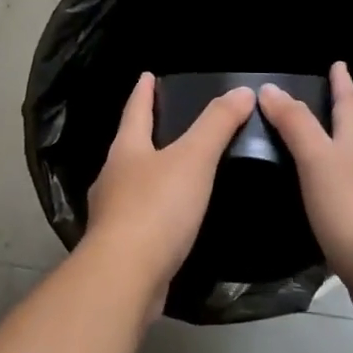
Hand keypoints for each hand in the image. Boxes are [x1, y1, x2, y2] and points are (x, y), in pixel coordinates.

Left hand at [82, 73, 255, 307]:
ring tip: (172, 172)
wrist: (124, 276)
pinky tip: (169, 221)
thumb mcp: (194, 159)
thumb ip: (217, 125)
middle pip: (128, 147)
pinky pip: (139, 218)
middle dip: (144, 134)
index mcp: (126, 150)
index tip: (146, 76)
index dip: (143, 93)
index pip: (135, 111)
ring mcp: (111, 214)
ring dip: (148, 175)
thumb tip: (241, 91)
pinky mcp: (119, 246)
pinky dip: (153, 211)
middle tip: (165, 124)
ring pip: (131, 184)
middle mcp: (112, 177)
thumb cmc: (157, 208)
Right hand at [259, 62, 352, 295]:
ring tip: (304, 146)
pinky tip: (309, 197)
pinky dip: (323, 186)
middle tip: (318, 100)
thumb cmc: (351, 209)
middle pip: (351, 134)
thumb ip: (295, 125)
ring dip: (328, 151)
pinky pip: (337, 197)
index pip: (349, 106)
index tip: (339, 64)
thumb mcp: (318, 160)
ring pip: (345, 165)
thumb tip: (271, 88)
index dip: (342, 84)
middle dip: (339, 115)